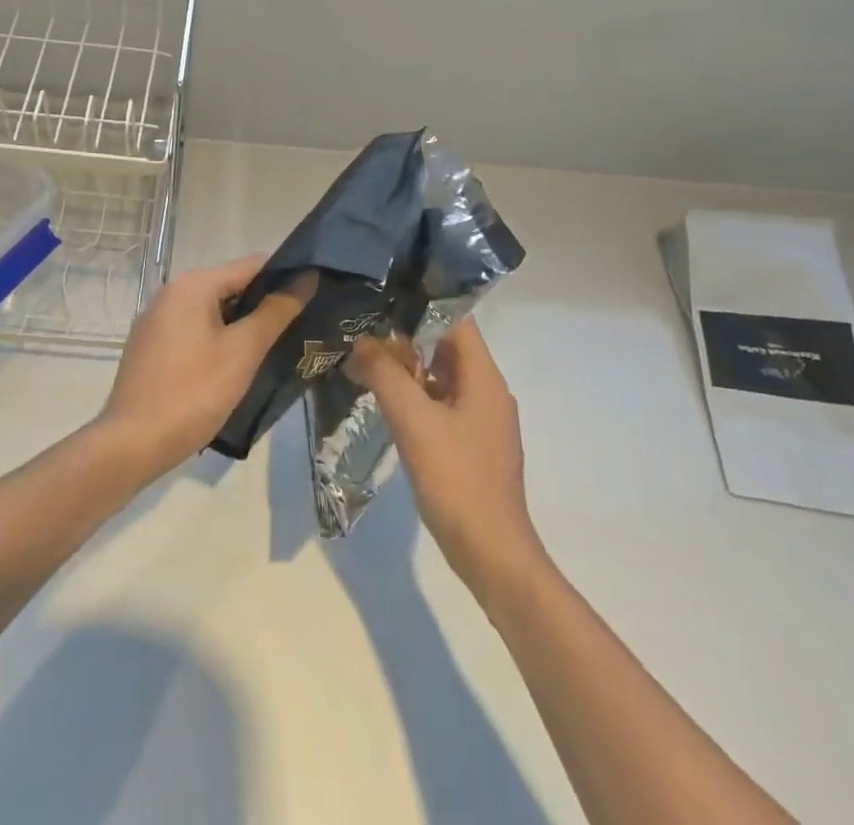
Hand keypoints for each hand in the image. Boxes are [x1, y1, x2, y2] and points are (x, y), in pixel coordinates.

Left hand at [95, 254, 302, 481]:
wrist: (131, 444)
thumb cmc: (193, 393)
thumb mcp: (243, 352)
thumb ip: (275, 312)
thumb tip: (306, 278)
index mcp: (193, 285)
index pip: (251, 265)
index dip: (284, 278)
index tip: (312, 298)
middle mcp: (171, 292)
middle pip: (230, 285)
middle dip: (262, 304)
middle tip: (296, 329)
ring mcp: (156, 319)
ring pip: (211, 310)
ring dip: (240, 324)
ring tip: (271, 349)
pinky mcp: (149, 345)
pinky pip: (192, 329)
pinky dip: (216, 338)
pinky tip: (232, 366)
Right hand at [348, 317, 544, 595]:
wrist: (492, 555)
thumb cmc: (456, 480)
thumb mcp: (413, 422)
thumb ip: (385, 376)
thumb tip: (361, 341)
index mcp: (483, 377)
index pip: (456, 320)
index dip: (421, 304)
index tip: (383, 299)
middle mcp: (488, 390)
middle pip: (446, 346)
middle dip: (406, 337)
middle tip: (363, 331)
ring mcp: (482, 419)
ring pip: (442, 376)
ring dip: (408, 368)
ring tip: (366, 362)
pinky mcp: (472, 443)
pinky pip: (442, 403)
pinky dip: (416, 395)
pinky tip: (386, 403)